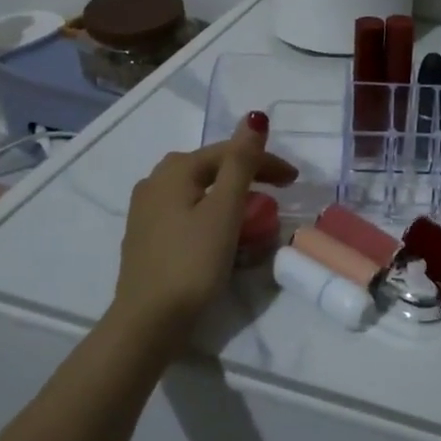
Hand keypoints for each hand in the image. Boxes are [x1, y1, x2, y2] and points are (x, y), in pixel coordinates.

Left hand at [110, 114, 295, 348]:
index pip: (228, 153)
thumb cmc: (192, 262)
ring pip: (199, 192)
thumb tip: (254, 118)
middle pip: (211, 169)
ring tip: (255, 213)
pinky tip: (223, 233)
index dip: (265, 161)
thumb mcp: (224, 210)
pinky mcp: (147, 237)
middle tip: (279, 192)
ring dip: (230, 197)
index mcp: (174, 170)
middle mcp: (154, 182)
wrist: (148, 322)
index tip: (294, 181)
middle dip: (248, 175)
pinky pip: (188, 213)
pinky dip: (212, 215)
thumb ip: (241, 163)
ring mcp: (146, 211)